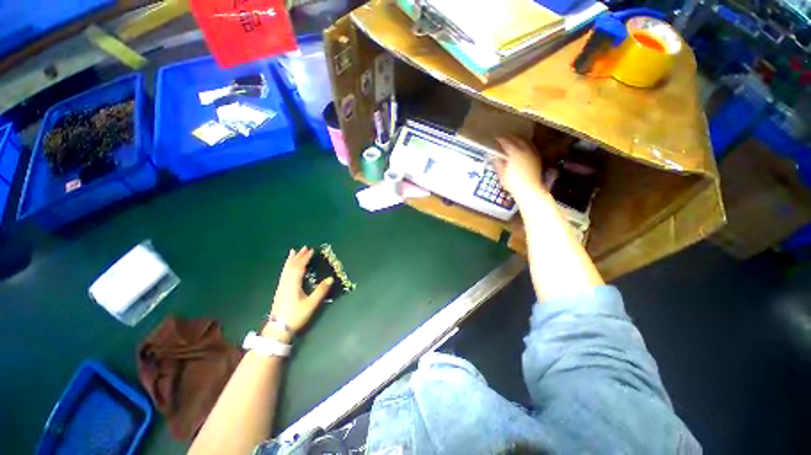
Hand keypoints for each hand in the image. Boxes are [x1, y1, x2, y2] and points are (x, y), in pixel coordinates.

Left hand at [267, 247, 332, 338]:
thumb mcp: (311, 303)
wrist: (278, 328)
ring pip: (286, 269)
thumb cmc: (296, 315)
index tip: (311, 250)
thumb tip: (330, 278)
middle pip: (292, 266)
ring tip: (293, 252)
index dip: (305, 258)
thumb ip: (321, 290)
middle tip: (304, 248)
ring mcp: (282, 286)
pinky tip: (288, 267)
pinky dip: (286, 266)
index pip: (299, 267)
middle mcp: (286, 282)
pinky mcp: (280, 290)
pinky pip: (284, 273)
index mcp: (294, 283)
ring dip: (291, 260)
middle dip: (298, 256)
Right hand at [494, 136, 545, 202]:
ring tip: (514, 141)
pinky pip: (531, 148)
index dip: (500, 140)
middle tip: (504, 138)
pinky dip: (526, 145)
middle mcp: (524, 151)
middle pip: (517, 140)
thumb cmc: (513, 183)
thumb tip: (494, 157)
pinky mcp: (537, 159)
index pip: (506, 142)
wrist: (529, 190)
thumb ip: (498, 163)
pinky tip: (523, 148)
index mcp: (514, 153)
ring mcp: (532, 154)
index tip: (496, 138)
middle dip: (510, 138)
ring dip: (519, 140)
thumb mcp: (502, 174)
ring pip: (525, 142)